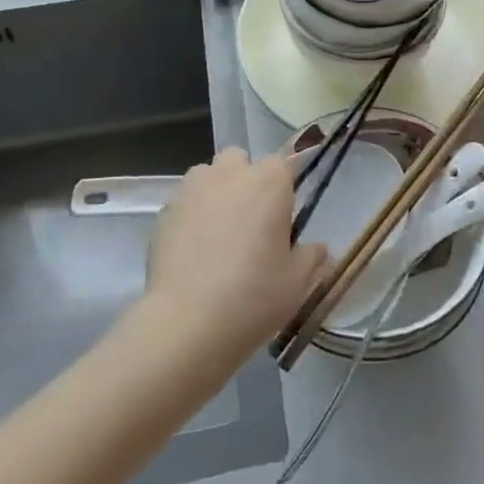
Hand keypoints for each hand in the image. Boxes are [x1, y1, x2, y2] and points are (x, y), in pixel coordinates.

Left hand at [143, 149, 328, 366]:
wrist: (186, 323)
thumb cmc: (253, 296)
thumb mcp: (297, 282)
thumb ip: (312, 257)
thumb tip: (319, 248)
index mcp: (269, 182)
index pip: (284, 163)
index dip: (285, 187)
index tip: (285, 216)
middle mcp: (229, 174)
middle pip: (240, 160)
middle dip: (246, 180)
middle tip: (251, 222)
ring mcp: (191, 189)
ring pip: (208, 176)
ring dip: (216, 193)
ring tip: (218, 233)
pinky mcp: (164, 211)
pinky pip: (184, 202)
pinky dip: (191, 216)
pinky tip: (193, 251)